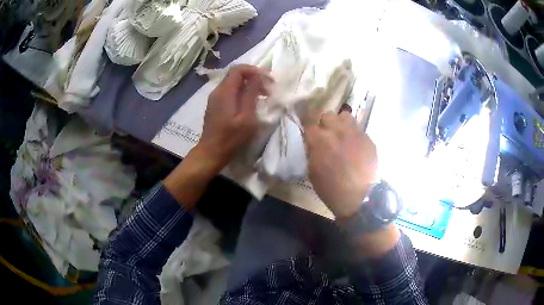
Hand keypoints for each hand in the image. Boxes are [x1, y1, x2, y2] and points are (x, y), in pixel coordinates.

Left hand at [165, 65, 267, 207]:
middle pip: (235, 75)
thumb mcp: (246, 117)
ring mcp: (215, 98)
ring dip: (248, 86)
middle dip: (253, 77)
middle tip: (267, 89)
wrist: (211, 152)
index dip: (254, 70)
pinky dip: (241, 92)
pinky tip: (249, 103)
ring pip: (233, 83)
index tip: (267, 80)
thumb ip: (251, 94)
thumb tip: (258, 75)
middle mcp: (217, 91)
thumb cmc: (231, 138)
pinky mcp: (215, 105)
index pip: (238, 69)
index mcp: (225, 91)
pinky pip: (229, 92)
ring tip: (262, 96)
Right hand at [304, 111, 378, 218]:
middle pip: (328, 115)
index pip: (309, 124)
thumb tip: (313, 143)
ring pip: (345, 116)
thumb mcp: (312, 171)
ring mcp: (355, 133)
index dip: (310, 131)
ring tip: (342, 134)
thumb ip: (312, 151)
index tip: (311, 137)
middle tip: (327, 136)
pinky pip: (358, 128)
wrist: (359, 198)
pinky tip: (355, 145)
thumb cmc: (331, 188)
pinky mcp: (368, 138)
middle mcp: (338, 131)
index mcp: (320, 140)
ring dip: (341, 123)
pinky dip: (354, 134)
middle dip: (325, 125)